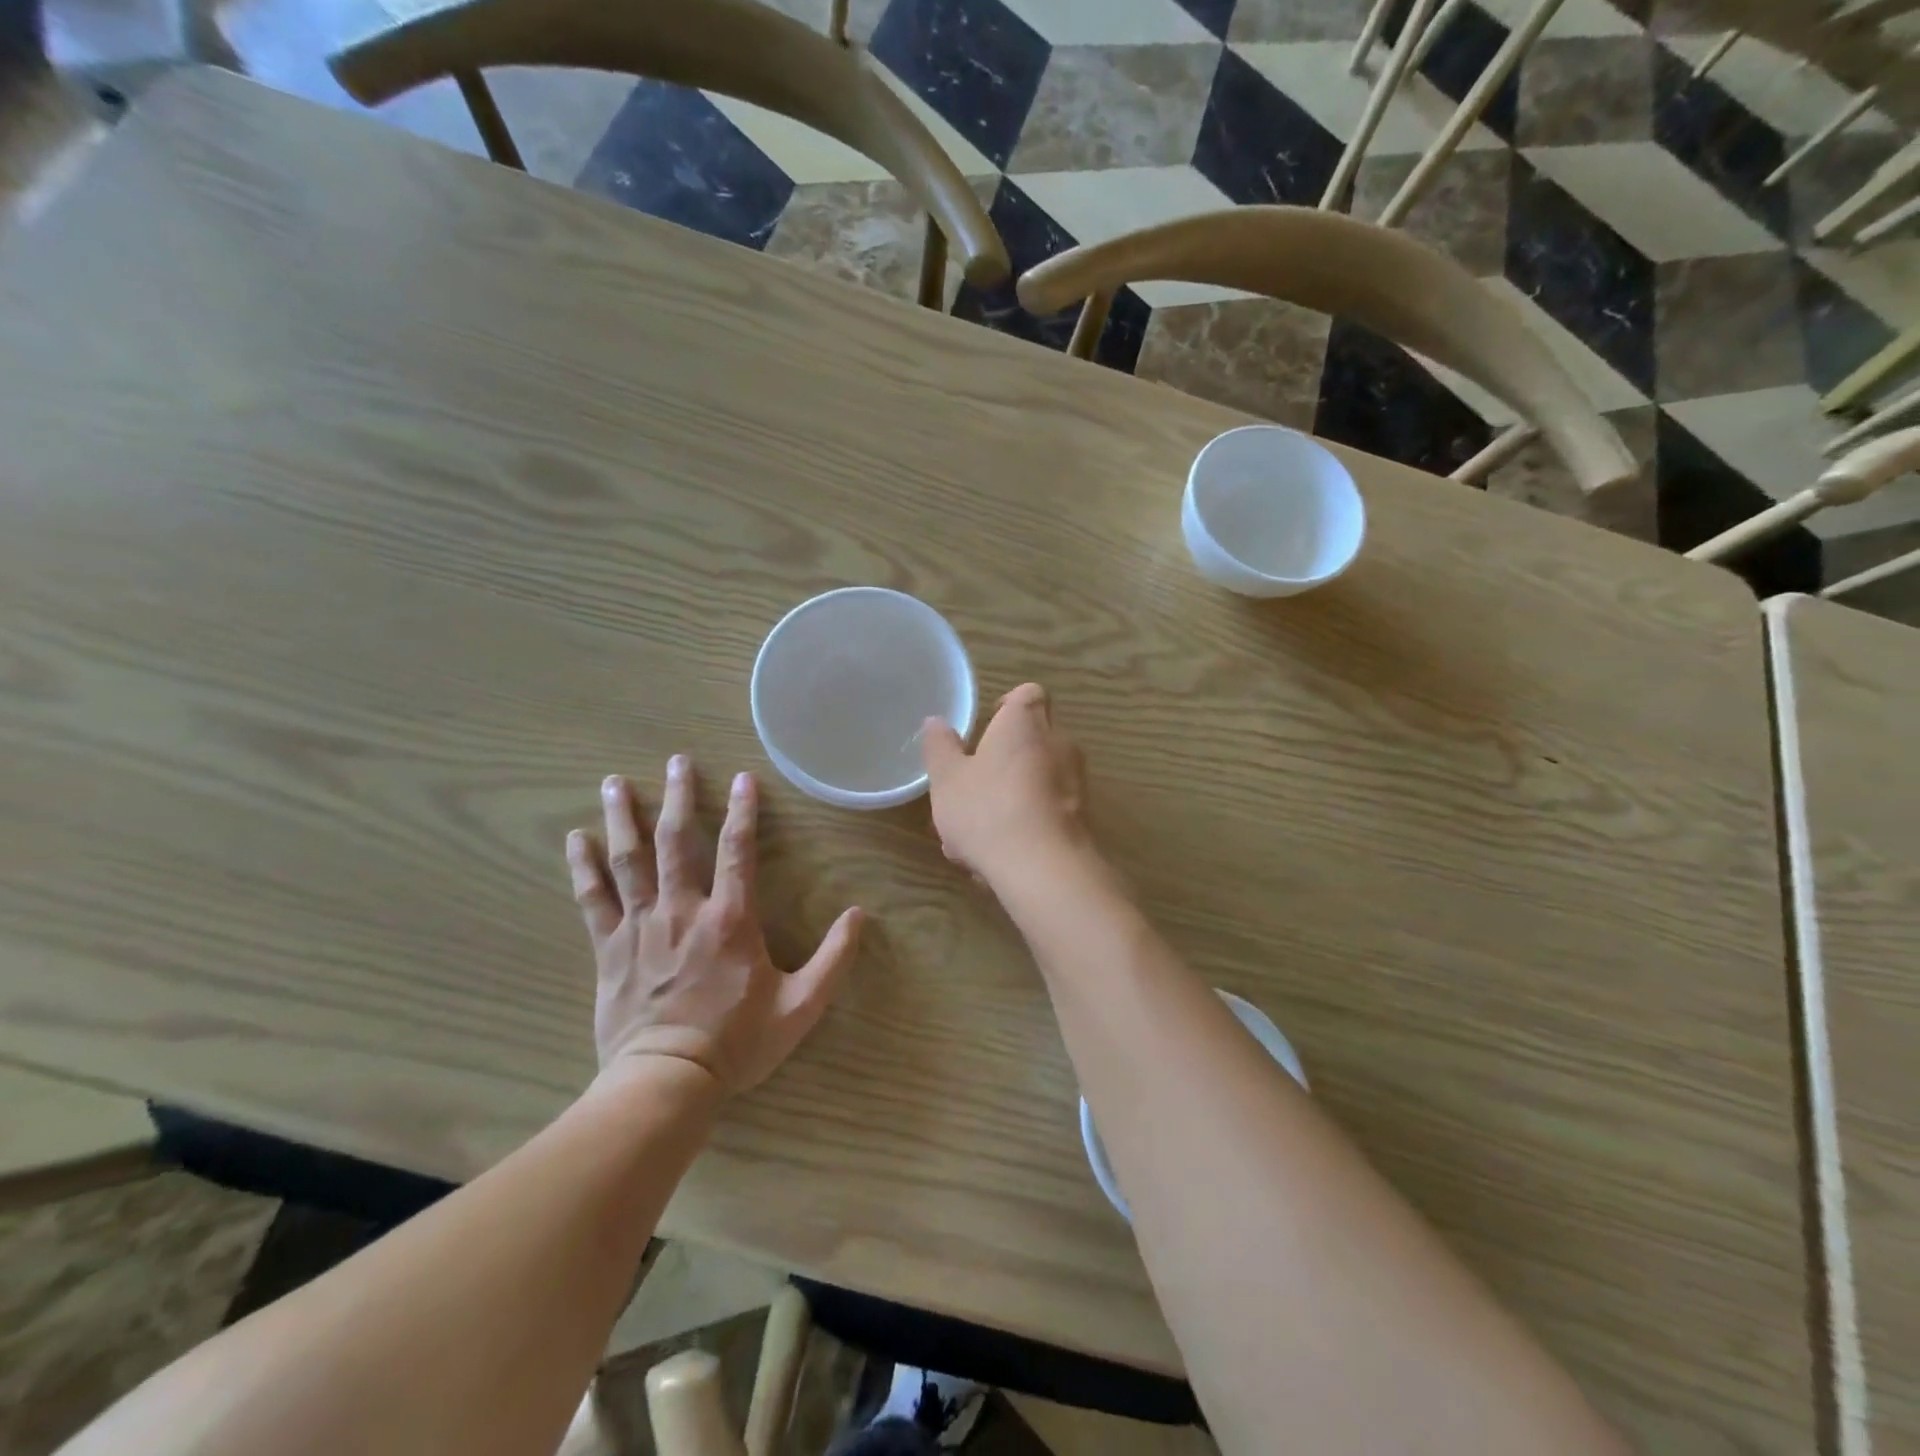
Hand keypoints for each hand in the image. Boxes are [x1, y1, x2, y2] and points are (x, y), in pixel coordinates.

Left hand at [565, 757, 862, 1095]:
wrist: (666, 1082)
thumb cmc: (737, 1042)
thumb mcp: (802, 1005)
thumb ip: (834, 958)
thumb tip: (860, 915)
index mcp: (730, 919)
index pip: (738, 850)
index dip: (743, 810)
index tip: (744, 777)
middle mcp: (683, 910)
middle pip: (677, 841)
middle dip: (678, 796)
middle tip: (675, 761)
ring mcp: (641, 926)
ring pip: (629, 860)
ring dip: (624, 818)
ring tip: (615, 782)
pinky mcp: (609, 949)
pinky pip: (593, 899)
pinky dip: (583, 867)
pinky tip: (574, 839)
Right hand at [921, 683, 1091, 881]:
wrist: (1043, 868)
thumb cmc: (988, 810)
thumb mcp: (947, 779)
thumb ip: (940, 748)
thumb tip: (936, 722)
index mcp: (1025, 723)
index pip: (1028, 694)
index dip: (1008, 706)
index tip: (987, 727)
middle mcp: (1058, 743)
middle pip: (1034, 737)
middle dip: (1005, 757)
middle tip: (974, 784)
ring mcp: (1075, 782)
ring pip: (1039, 778)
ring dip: (1012, 795)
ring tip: (977, 832)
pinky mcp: (1081, 818)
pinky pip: (1048, 810)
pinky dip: (1026, 823)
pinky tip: (998, 855)